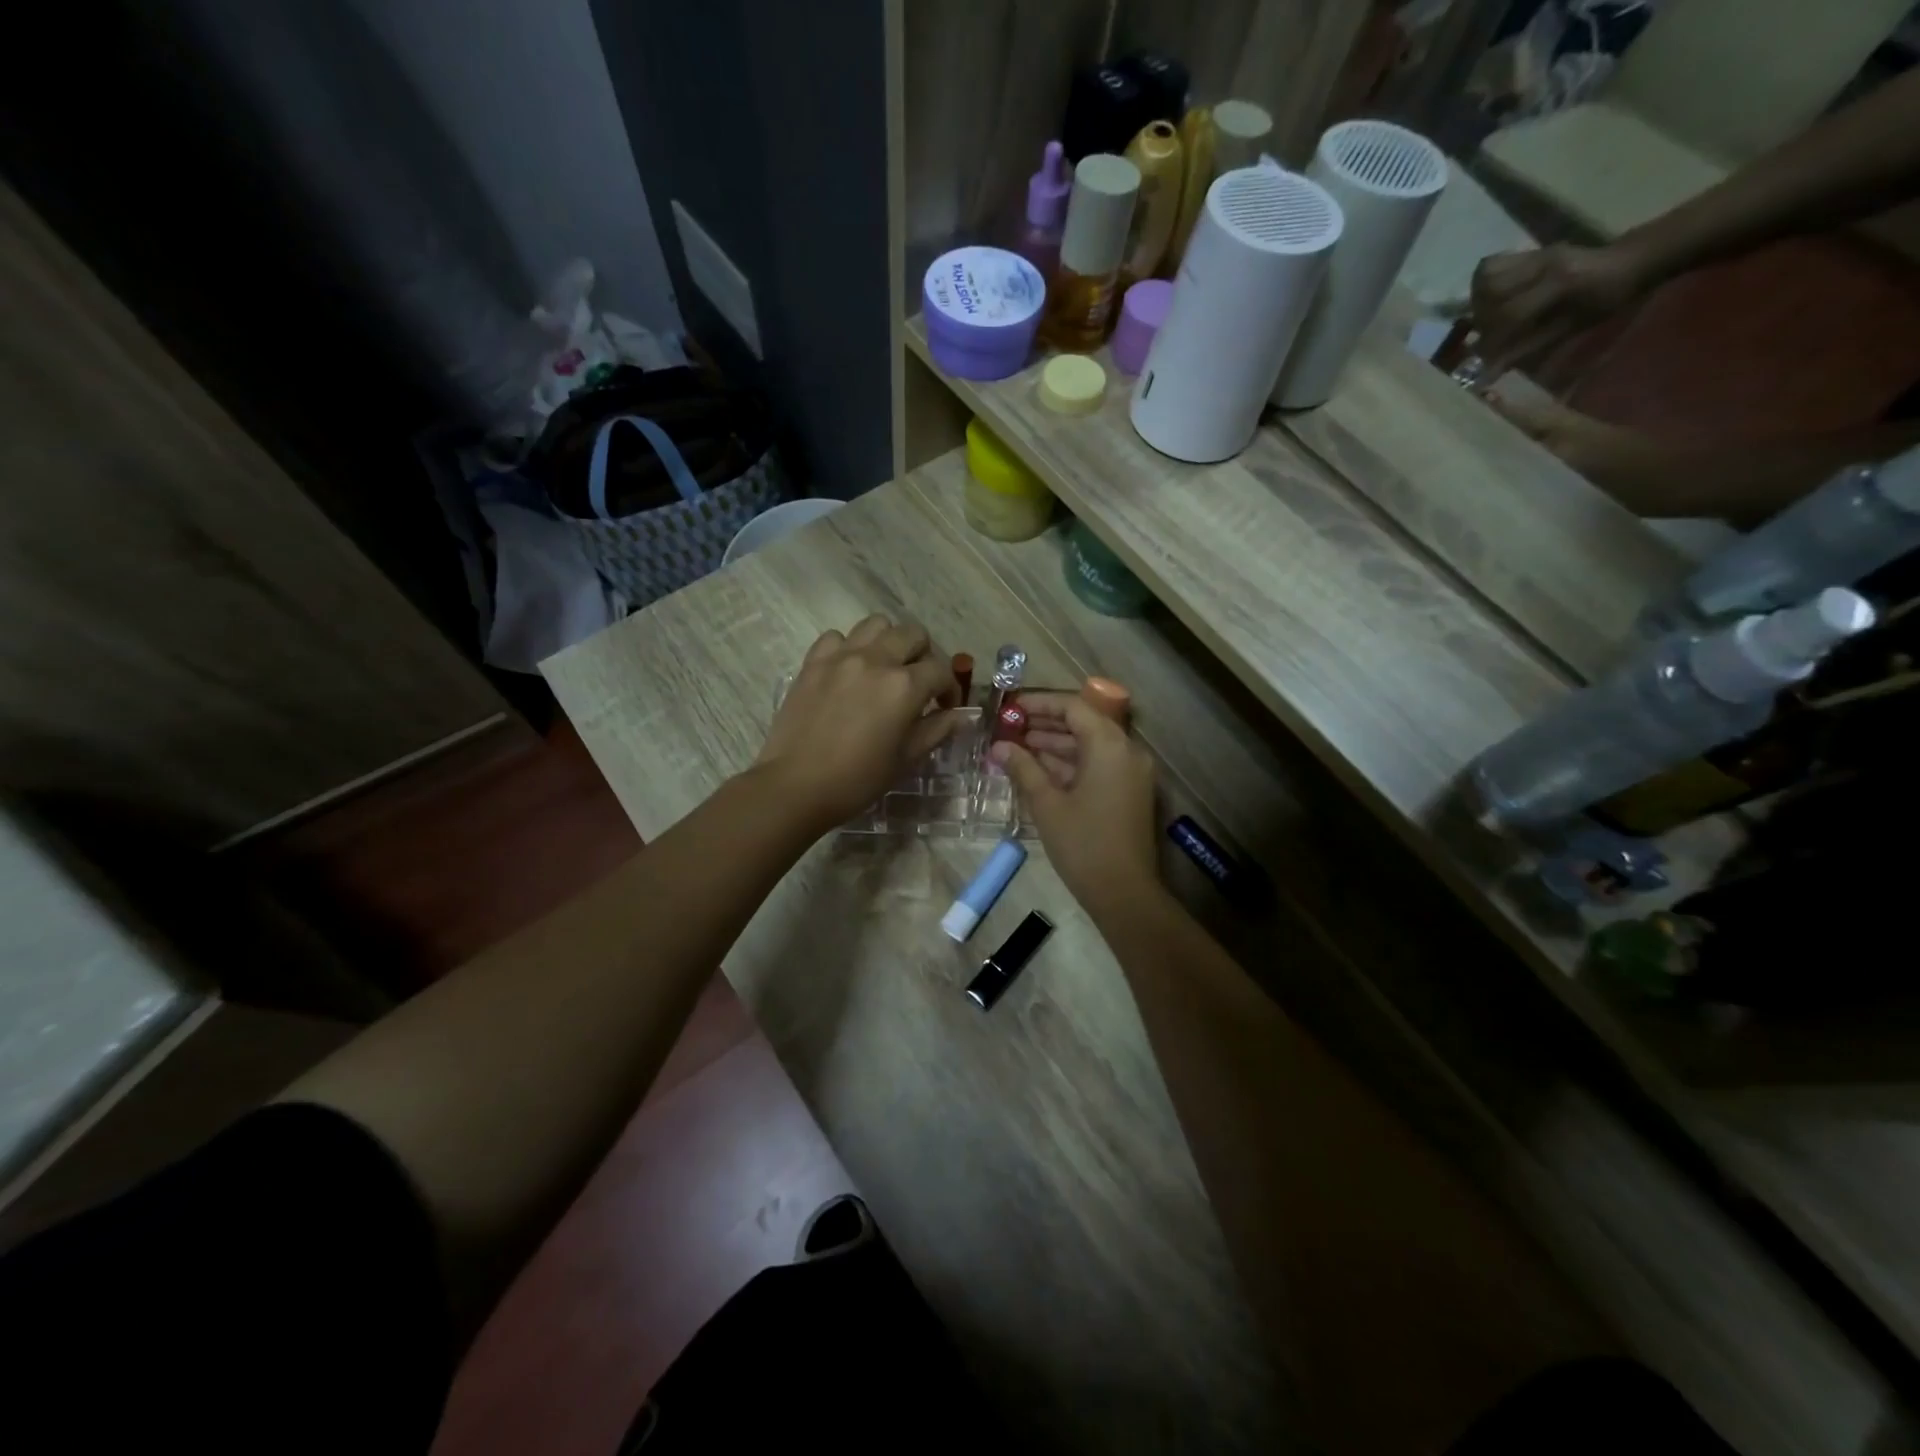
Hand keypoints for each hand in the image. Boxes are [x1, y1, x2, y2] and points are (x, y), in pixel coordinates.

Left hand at [754, 615, 958, 833]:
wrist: (795, 786)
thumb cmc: (857, 779)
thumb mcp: (906, 758)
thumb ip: (937, 730)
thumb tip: (962, 716)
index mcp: (904, 686)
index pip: (941, 671)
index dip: (950, 689)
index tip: (945, 707)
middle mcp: (876, 660)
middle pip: (913, 634)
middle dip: (925, 655)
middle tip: (919, 682)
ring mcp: (841, 657)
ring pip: (876, 624)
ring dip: (888, 641)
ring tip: (885, 667)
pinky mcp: (813, 662)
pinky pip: (836, 637)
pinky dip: (848, 647)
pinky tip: (848, 671)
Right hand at [989, 691, 1159, 915]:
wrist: (1124, 893)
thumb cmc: (1083, 844)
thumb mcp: (1047, 803)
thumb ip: (1023, 768)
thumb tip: (1000, 747)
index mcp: (1109, 745)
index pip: (1073, 707)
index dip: (1039, 704)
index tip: (1010, 708)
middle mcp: (1126, 750)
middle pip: (1083, 723)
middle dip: (1045, 724)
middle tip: (1009, 727)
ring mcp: (1131, 772)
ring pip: (1090, 745)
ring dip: (1056, 744)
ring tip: (1017, 747)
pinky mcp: (1129, 792)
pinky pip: (1098, 764)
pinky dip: (1070, 763)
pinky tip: (1039, 769)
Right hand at [1469, 242, 1645, 373]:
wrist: (1630, 260)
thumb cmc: (1607, 300)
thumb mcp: (1571, 328)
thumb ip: (1528, 347)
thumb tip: (1489, 373)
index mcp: (1561, 281)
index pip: (1511, 313)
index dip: (1492, 341)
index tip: (1484, 361)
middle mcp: (1545, 262)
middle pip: (1489, 291)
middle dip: (1481, 320)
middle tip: (1486, 336)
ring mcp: (1537, 253)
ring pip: (1485, 276)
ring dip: (1477, 301)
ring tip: (1485, 318)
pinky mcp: (1532, 251)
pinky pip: (1490, 265)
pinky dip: (1481, 285)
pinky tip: (1488, 300)